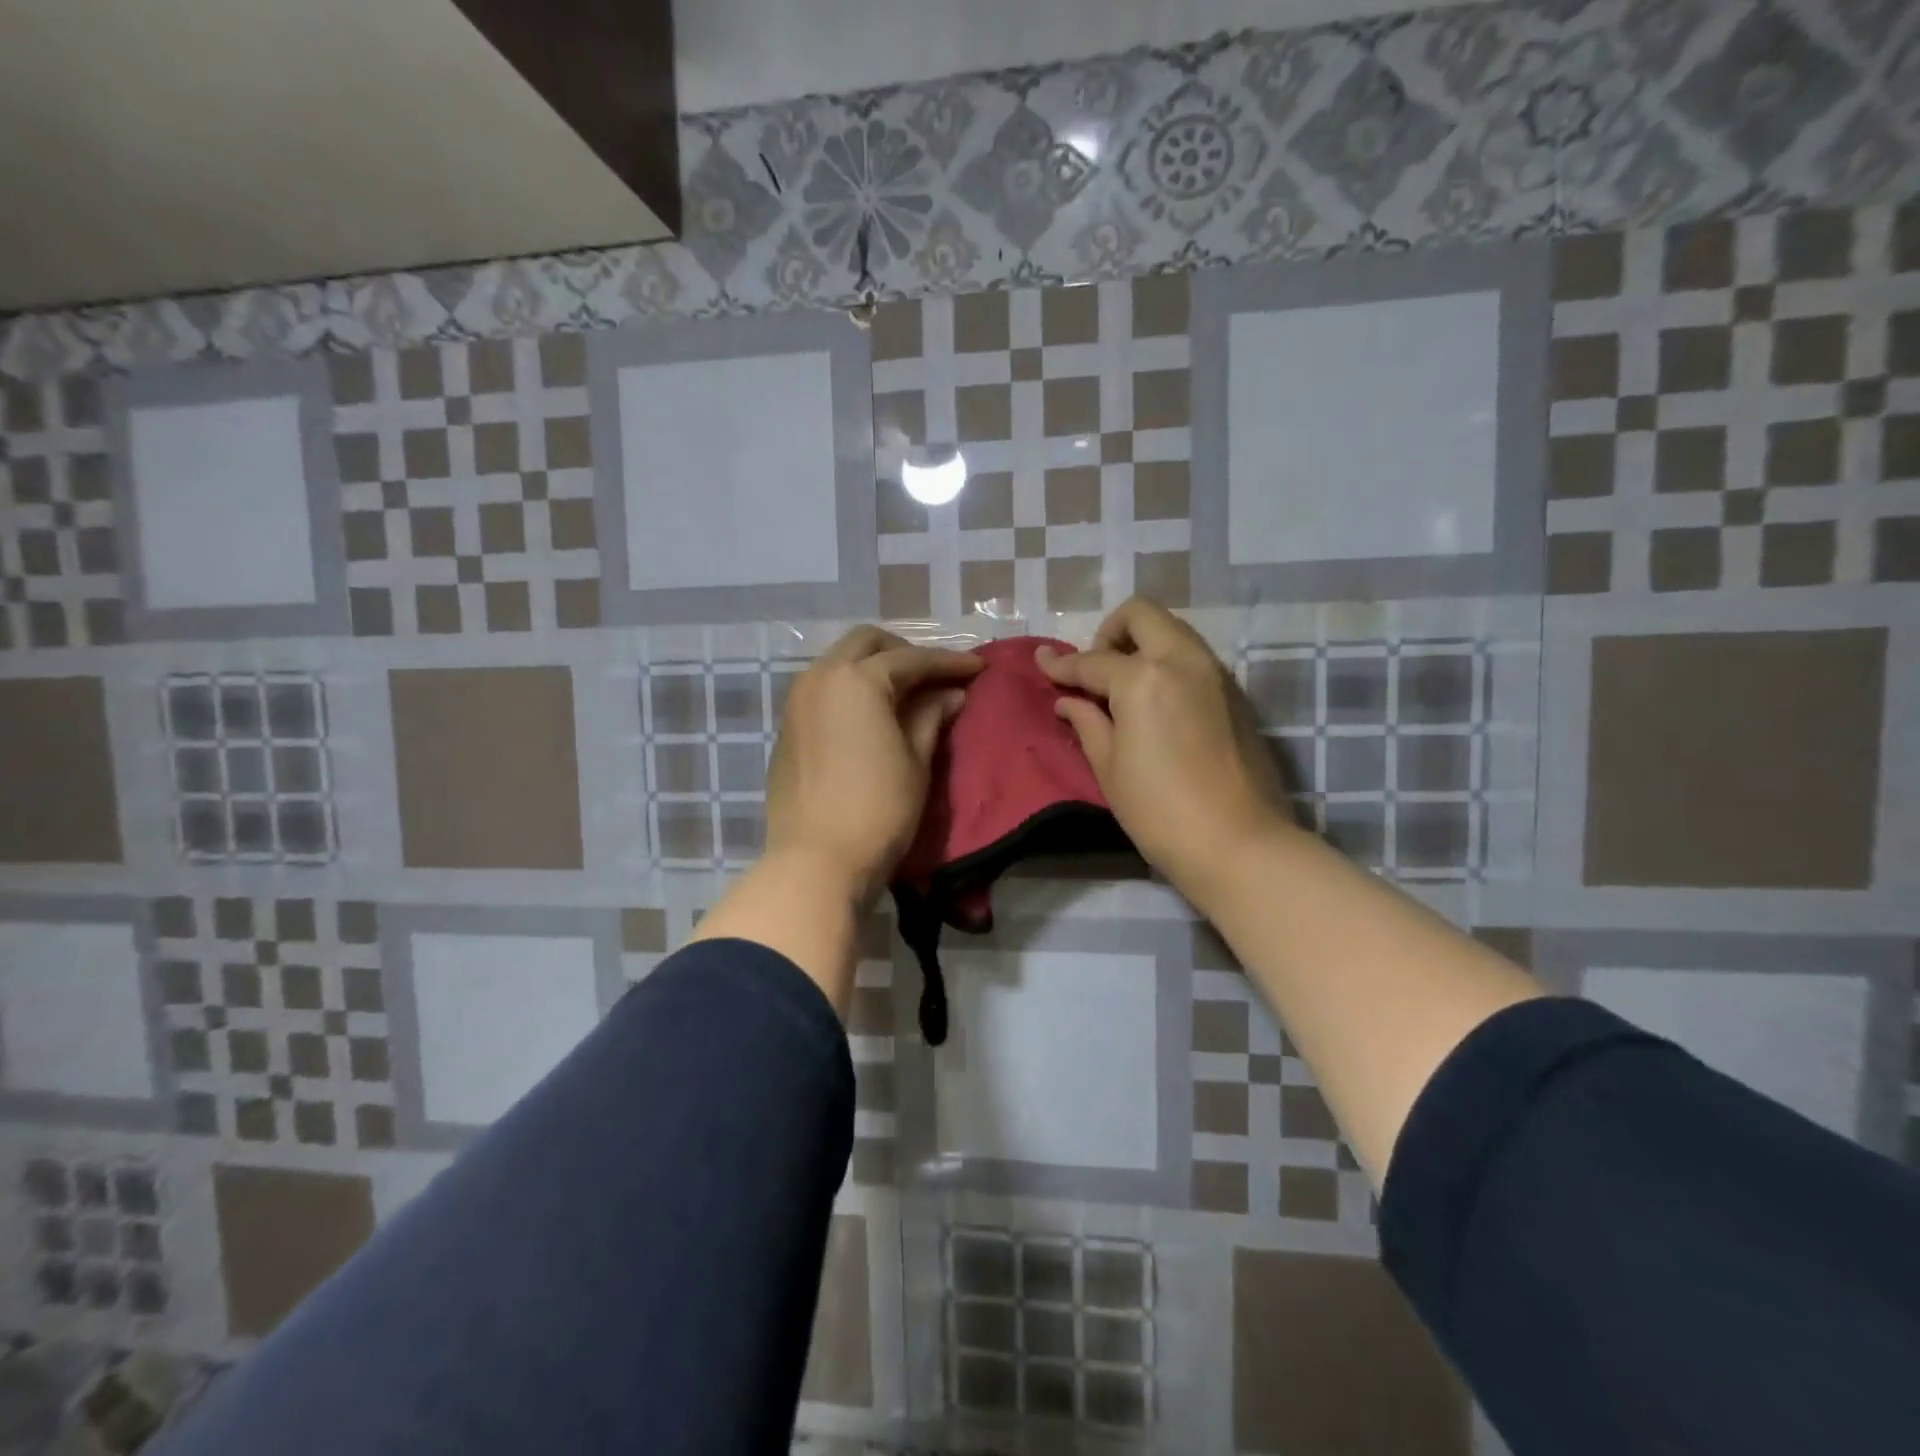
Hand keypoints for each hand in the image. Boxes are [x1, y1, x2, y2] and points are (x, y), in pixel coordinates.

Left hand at [765, 626, 983, 903]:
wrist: (816, 860)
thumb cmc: (879, 809)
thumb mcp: (916, 761)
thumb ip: (931, 717)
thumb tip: (950, 694)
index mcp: (857, 679)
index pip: (911, 659)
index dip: (948, 662)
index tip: (978, 667)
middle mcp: (821, 677)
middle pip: (866, 643)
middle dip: (904, 652)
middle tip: (934, 675)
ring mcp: (797, 701)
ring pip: (839, 662)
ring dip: (872, 666)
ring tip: (905, 693)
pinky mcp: (787, 727)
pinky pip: (823, 688)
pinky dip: (850, 688)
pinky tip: (871, 714)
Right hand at [1037, 598, 1293, 903]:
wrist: (1238, 843)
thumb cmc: (1159, 811)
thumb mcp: (1109, 768)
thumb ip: (1087, 722)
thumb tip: (1067, 700)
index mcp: (1143, 678)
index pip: (1092, 661)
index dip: (1062, 665)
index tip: (1042, 662)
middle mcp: (1182, 660)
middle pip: (1141, 616)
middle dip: (1109, 632)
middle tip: (1095, 671)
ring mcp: (1215, 673)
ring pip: (1172, 631)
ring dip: (1142, 644)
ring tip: (1123, 687)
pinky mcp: (1235, 694)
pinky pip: (1193, 658)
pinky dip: (1168, 664)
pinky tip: (1156, 704)